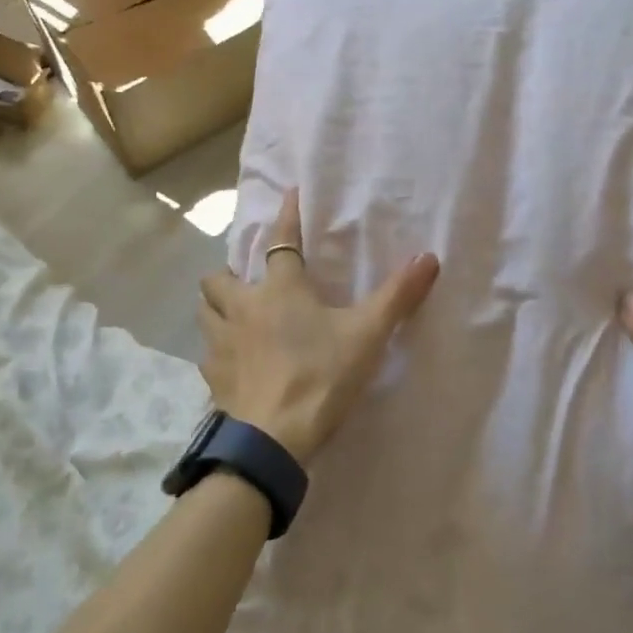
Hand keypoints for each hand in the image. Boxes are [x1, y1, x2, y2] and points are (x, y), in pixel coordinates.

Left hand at [197, 190, 439, 465]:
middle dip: (229, 274)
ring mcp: (221, 344)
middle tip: (248, 282)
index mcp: (279, 290)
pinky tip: (232, 361)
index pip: (282, 241)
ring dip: (215, 307)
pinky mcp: (213, 379)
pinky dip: (217, 350)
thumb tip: (428, 257)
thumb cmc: (322, 376)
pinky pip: (207, 354)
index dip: (288, 217)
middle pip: (219, 278)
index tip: (289, 194)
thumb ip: (398, 295)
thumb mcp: (367, 334)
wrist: (274, 438)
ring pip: (204, 312)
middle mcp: (242, 308)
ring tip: (233, 315)